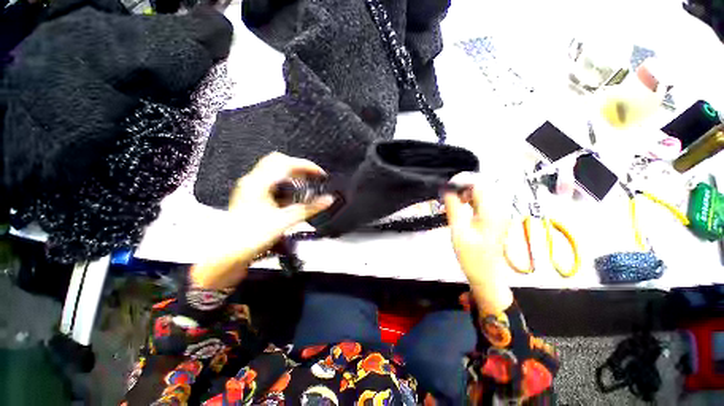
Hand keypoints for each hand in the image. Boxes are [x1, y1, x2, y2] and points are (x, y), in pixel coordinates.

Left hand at [191, 152, 334, 288]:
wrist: (230, 251)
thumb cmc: (252, 236)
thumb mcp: (286, 221)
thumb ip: (310, 208)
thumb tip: (328, 200)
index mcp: (260, 183)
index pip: (287, 163)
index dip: (307, 166)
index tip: (320, 173)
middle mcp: (253, 181)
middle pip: (278, 160)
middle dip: (298, 167)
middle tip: (311, 177)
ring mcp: (249, 186)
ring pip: (273, 168)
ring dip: (291, 173)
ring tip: (303, 184)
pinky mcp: (250, 194)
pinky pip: (269, 179)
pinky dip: (283, 181)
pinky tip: (290, 194)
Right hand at [444, 172, 513, 314]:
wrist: (486, 275)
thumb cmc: (471, 255)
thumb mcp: (458, 230)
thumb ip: (453, 207)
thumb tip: (446, 188)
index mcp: (491, 212)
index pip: (478, 185)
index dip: (461, 183)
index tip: (446, 189)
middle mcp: (499, 209)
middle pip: (481, 187)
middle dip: (463, 189)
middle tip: (448, 199)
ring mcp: (499, 214)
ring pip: (481, 194)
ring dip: (465, 195)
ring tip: (453, 204)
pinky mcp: (495, 219)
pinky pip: (483, 202)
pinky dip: (470, 201)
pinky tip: (462, 209)